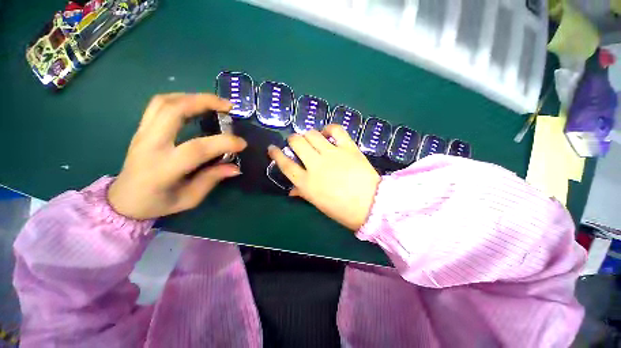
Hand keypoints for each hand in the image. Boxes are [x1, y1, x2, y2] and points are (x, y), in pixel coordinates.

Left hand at [108, 93, 246, 219]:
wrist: (123, 200)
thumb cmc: (157, 203)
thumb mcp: (189, 198)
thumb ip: (211, 180)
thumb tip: (235, 167)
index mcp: (163, 168)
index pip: (197, 149)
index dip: (223, 143)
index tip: (242, 143)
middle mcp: (150, 144)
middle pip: (174, 110)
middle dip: (204, 102)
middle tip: (228, 106)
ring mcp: (143, 133)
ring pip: (164, 101)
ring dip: (193, 96)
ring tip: (215, 102)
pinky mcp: (142, 128)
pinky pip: (158, 104)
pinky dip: (180, 99)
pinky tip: (195, 104)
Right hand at [268, 125, 380, 230]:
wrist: (371, 206)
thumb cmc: (342, 210)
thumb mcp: (318, 204)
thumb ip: (303, 193)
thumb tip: (292, 189)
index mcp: (306, 183)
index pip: (285, 164)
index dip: (276, 154)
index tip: (272, 148)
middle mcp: (315, 165)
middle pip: (297, 143)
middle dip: (292, 139)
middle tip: (296, 142)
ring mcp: (332, 154)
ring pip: (312, 134)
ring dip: (308, 134)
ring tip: (312, 139)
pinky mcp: (348, 147)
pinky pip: (335, 129)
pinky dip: (329, 128)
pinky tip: (328, 133)